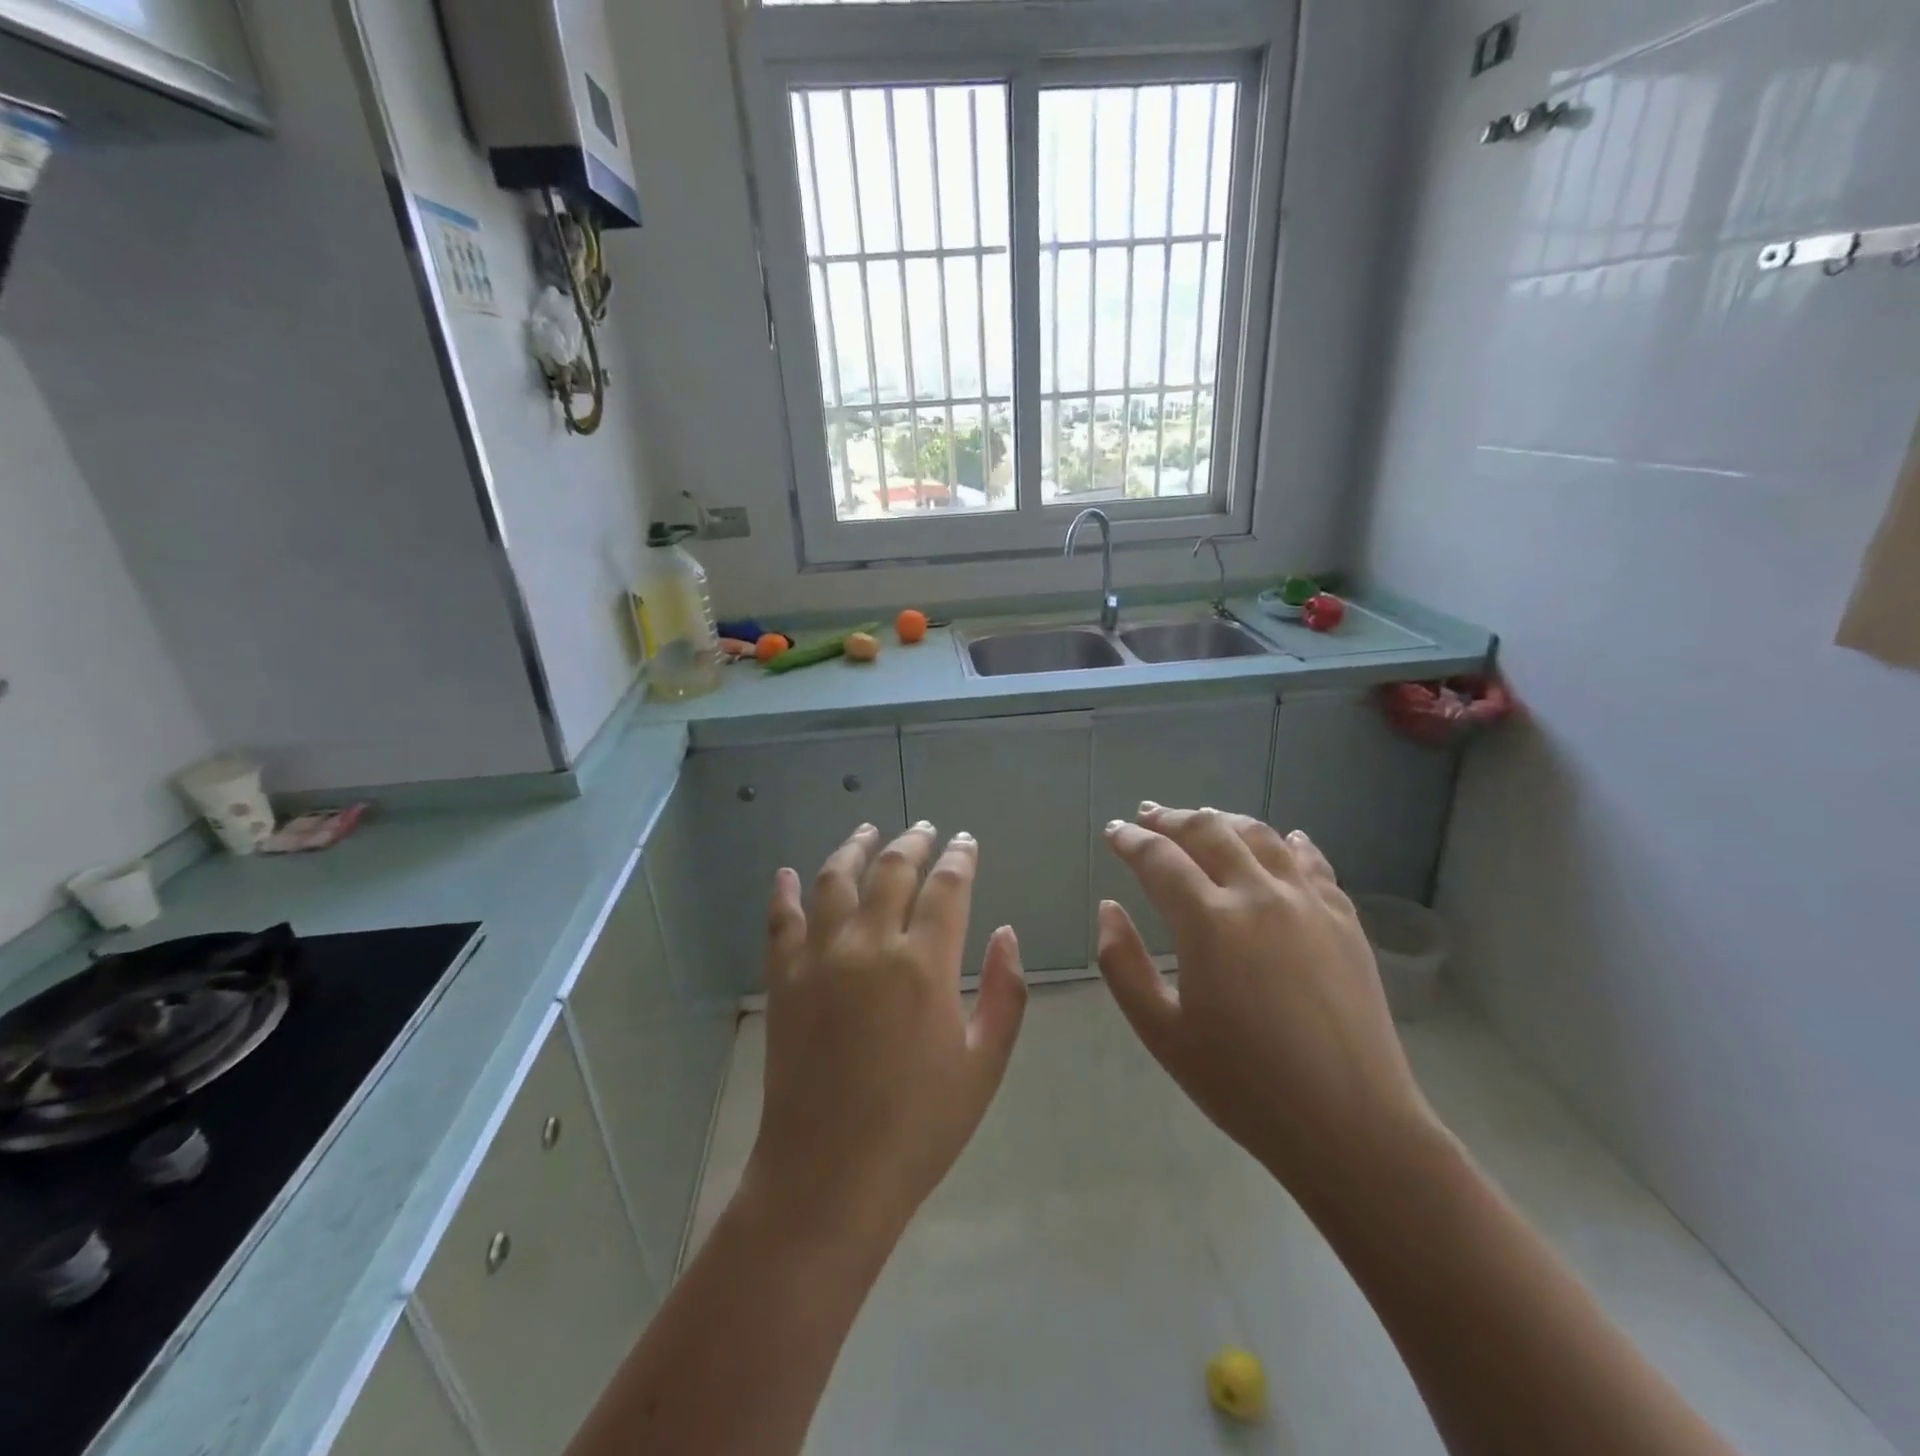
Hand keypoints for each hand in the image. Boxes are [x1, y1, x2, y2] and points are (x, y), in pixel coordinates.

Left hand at [747, 822, 1028, 1238]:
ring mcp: (820, 958)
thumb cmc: (920, 1125)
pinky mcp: (783, 980)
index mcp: (925, 964)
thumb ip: (1006, 993)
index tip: (966, 842)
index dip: (960, 858)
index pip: (947, 887)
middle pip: (892, 870)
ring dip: (854, 848)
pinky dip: (784, 892)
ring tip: (868, 830)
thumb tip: (1007, 933)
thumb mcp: (984, 1064)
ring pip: (835, 880)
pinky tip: (788, 872)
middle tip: (925, 828)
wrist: (830, 1176)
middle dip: (913, 842)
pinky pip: (781, 921)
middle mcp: (870, 945)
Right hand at [1097, 806, 1438, 1204]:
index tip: (1114, 832)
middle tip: (1148, 816)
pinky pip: (1312, 861)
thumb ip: (1122, 964)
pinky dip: (1287, 842)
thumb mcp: (1162, 1032)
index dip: (1130, 840)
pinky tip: (1282, 839)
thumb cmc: (1243, 1085)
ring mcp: (1308, 902)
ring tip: (1203, 819)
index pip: (1160, 859)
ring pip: (1260, 836)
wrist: (1352, 1126)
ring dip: (1224, 820)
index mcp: (1209, 922)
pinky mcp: (1344, 919)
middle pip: (1208, 831)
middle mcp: (1258, 895)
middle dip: (1171, 818)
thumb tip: (1109, 908)